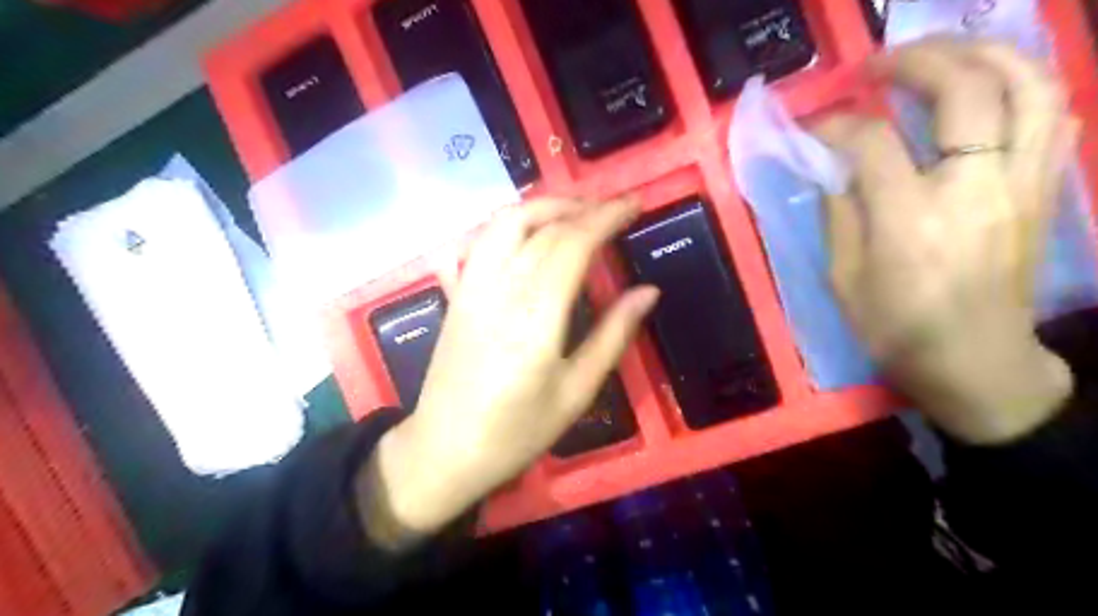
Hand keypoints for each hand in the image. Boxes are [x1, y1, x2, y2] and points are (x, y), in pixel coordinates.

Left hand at [361, 197, 654, 548]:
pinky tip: (526, 234)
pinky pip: (478, 241)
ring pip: (504, 223)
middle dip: (583, 207)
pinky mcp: (456, 294)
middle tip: (614, 209)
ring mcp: (470, 287)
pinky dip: (507, 224)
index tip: (634, 204)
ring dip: (543, 207)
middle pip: (542, 227)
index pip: (573, 243)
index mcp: (535, 317)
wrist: (445, 449)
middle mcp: (500, 290)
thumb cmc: (516, 431)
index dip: (606, 217)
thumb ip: (613, 336)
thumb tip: (648, 291)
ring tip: (575, 214)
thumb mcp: (576, 392)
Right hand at [818, 39, 1078, 441]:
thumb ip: (838, 213)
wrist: (977, 362)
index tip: (814, 125)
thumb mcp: (844, 279)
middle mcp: (974, 188)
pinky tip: (987, 86)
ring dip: (981, 54)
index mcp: (910, 220)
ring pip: (1028, 85)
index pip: (871, 142)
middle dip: (914, 61)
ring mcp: (1021, 184)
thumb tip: (832, 166)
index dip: (835, 124)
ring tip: (940, 54)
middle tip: (877, 65)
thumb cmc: (897, 328)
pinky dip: (1022, 84)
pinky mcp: (1043, 190)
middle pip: (963, 89)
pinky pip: (1053, 114)